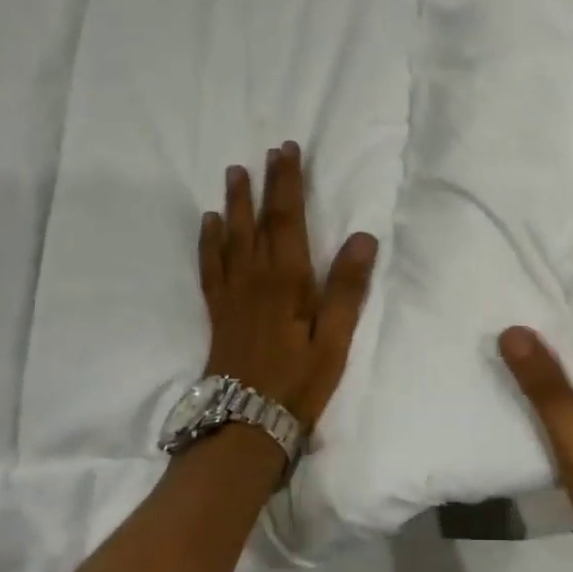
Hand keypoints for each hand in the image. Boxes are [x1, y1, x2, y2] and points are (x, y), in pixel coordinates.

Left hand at [199, 142, 377, 429]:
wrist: (245, 422)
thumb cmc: (298, 381)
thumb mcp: (335, 339)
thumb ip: (347, 288)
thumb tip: (363, 237)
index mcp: (286, 279)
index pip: (287, 218)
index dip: (287, 182)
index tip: (287, 150)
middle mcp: (255, 277)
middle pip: (258, 220)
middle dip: (264, 183)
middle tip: (266, 152)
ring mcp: (232, 292)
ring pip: (231, 236)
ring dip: (234, 202)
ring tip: (234, 173)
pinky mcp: (219, 309)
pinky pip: (210, 264)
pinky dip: (209, 240)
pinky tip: (210, 224)